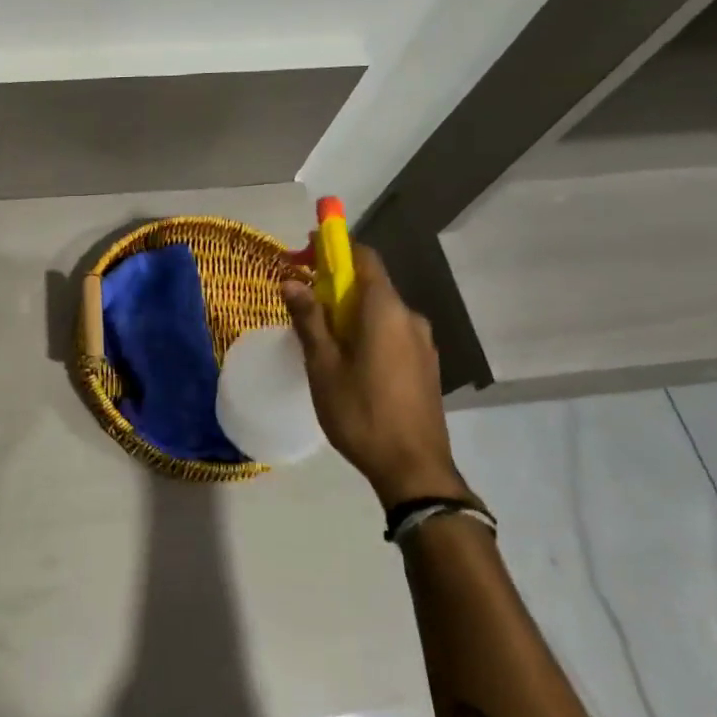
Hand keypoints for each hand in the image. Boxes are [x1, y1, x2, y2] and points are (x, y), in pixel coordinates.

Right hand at [284, 243, 464, 507]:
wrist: (414, 468)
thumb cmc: (361, 412)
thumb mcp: (323, 366)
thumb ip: (309, 319)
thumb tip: (291, 281)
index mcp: (385, 310)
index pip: (362, 257)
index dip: (332, 248)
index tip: (301, 254)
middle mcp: (409, 317)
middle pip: (369, 284)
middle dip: (333, 285)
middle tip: (300, 303)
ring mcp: (422, 342)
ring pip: (379, 311)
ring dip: (348, 312)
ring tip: (319, 339)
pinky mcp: (425, 364)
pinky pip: (390, 332)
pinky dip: (365, 331)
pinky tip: (347, 361)